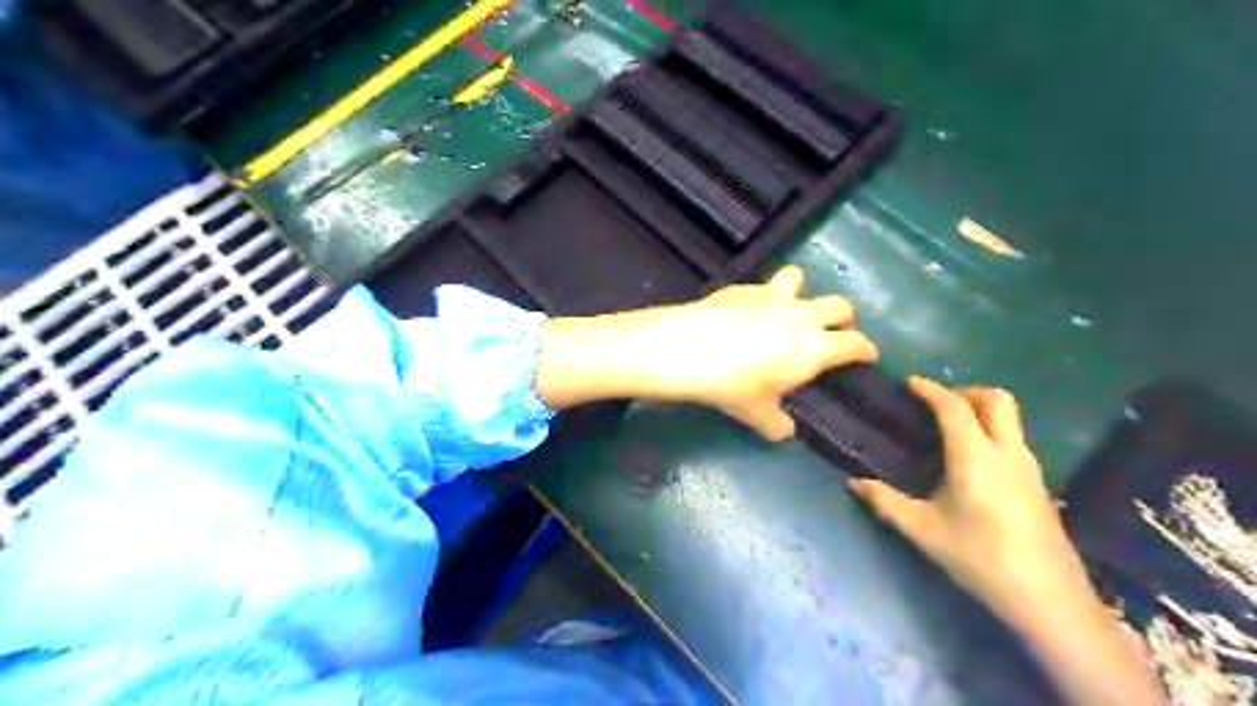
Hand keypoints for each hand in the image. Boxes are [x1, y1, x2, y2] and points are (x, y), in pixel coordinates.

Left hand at [634, 263, 875, 436]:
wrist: (691, 349)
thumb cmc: (734, 386)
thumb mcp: (758, 414)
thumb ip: (777, 424)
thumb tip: (784, 431)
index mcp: (815, 348)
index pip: (855, 344)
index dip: (865, 349)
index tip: (867, 355)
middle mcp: (801, 316)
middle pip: (839, 305)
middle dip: (843, 318)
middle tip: (833, 331)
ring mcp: (772, 296)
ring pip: (799, 279)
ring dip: (801, 291)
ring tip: (788, 307)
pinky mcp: (743, 288)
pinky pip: (762, 286)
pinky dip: (762, 297)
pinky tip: (745, 312)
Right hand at [850, 377, 1097, 624]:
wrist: (1049, 600)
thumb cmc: (981, 559)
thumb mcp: (924, 532)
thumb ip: (886, 502)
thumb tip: (854, 482)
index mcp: (975, 457)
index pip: (954, 407)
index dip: (931, 389)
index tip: (910, 383)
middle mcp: (1007, 452)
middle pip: (997, 399)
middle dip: (966, 391)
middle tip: (937, 404)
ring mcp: (1030, 467)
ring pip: (1011, 418)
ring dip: (981, 410)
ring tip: (949, 429)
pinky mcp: (1039, 484)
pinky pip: (1014, 439)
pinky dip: (992, 431)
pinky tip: (972, 461)